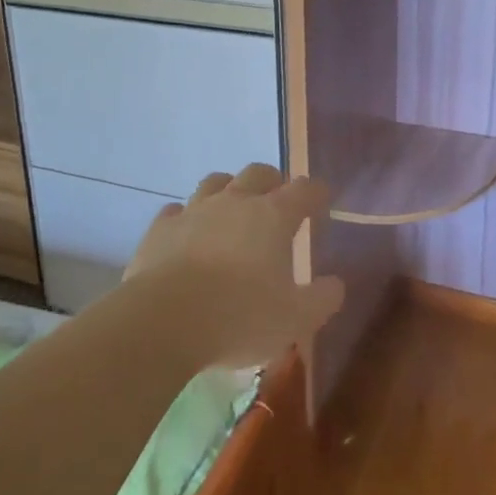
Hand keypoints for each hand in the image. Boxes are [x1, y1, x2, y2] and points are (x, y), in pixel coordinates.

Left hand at [125, 164, 343, 368]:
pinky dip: (187, 217)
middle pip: (258, 173)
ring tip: (233, 207)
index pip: (305, 190)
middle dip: (273, 181)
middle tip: (278, 199)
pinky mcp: (161, 228)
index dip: (317, 194)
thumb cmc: (239, 317)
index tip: (322, 203)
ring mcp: (194, 211)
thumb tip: (335, 283)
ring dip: (229, 189)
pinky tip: (188, 232)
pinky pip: (176, 211)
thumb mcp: (295, 319)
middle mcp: (235, 202)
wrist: (163, 321)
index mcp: (273, 216)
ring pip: (215, 183)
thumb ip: (322, 299)